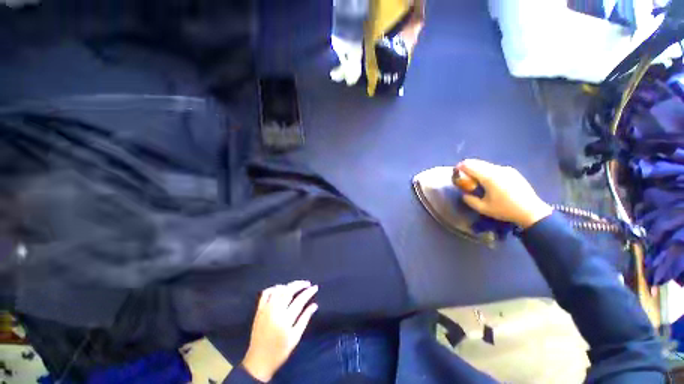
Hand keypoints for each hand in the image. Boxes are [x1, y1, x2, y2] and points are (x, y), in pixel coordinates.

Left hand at [242, 281, 318, 381]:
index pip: (300, 300)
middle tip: (308, 283)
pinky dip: (274, 288)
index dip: (309, 292)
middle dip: (300, 284)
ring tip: (296, 286)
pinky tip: (280, 288)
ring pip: (278, 290)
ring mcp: (265, 309)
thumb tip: (314, 305)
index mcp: (285, 319)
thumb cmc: (280, 351)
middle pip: (288, 290)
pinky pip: (266, 293)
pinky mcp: (259, 310)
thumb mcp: (295, 338)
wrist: (258, 361)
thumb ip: (305, 319)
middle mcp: (275, 311)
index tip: (315, 287)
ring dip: (288, 285)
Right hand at [456, 159, 552, 227]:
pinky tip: (487, 180)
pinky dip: (487, 170)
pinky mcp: (512, 172)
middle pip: (478, 163)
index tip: (455, 171)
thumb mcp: (483, 208)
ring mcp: (506, 169)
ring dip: (478, 168)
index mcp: (489, 177)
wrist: (531, 211)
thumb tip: (464, 194)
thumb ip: (469, 200)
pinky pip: (494, 168)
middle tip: (462, 173)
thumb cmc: (505, 210)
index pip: (470, 166)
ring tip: (474, 177)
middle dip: (468, 166)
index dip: (460, 167)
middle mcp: (497, 170)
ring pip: (486, 165)